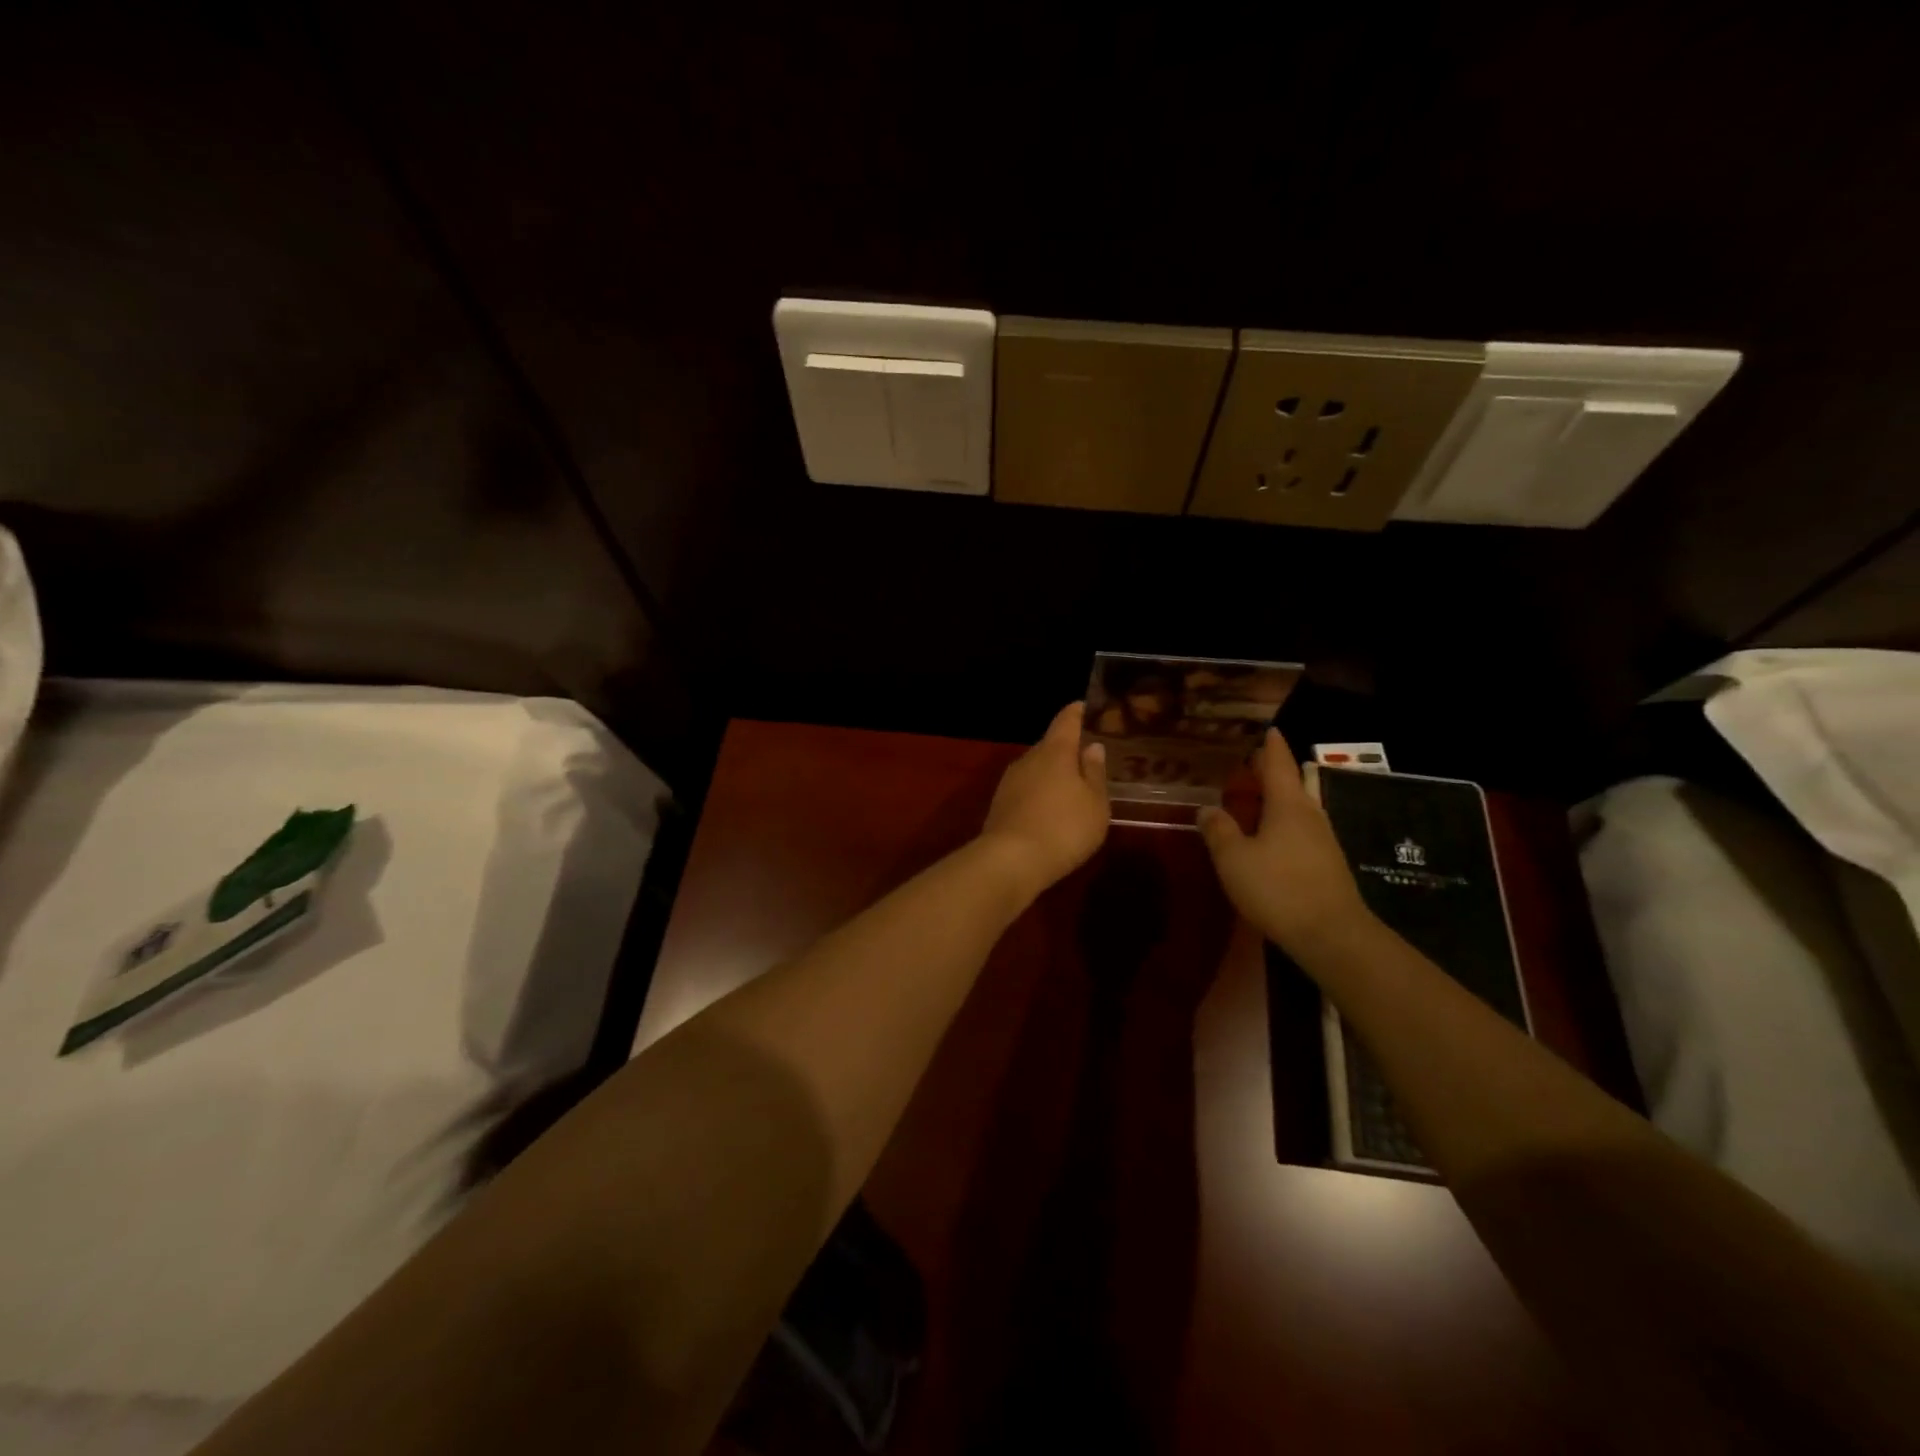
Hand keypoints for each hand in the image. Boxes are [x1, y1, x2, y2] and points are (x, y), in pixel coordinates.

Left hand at [979, 702, 1110, 897]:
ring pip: (1036, 768)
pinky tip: (1049, 809)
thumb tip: (1092, 746)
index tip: (1085, 706)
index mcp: (1055, 751)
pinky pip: (1026, 789)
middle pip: (1049, 745)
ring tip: (1072, 785)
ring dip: (1052, 773)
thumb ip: (1094, 772)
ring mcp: (1010, 781)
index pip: (1066, 720)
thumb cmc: (1064, 828)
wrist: (1010, 861)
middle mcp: (1028, 759)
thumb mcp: (1094, 803)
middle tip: (1087, 756)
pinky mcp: (999, 804)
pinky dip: (1039, 792)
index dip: (1077, 712)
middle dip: (1067, 748)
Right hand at [1199, 729, 1372, 956]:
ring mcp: (1323, 840)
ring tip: (1253, 802)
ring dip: (1277, 801)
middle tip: (1249, 768)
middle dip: (1272, 773)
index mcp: (1288, 804)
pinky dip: (1283, 824)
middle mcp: (1310, 814)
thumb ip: (1218, 830)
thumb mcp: (1234, 859)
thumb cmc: (1278, 888)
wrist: (1331, 935)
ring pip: (1298, 808)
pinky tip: (1268, 839)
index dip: (1270, 747)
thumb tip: (1207, 809)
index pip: (1279, 764)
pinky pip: (1301, 830)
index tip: (1268, 730)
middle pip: (1292, 783)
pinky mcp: (1328, 864)